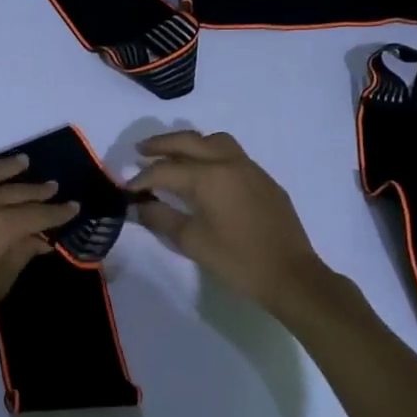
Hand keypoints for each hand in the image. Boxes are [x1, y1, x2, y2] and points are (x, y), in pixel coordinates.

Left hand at [0, 153, 78, 339]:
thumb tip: (39, 240)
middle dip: (37, 191)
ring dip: (6, 167)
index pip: (37, 215)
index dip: (57, 212)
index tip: (73, 206)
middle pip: (14, 193)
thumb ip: (20, 256)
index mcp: (0, 227)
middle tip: (53, 186)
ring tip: (23, 161)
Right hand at [129, 131, 329, 310]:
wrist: (291, 275)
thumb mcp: (192, 242)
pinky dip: (211, 154)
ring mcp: (250, 169)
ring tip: (173, 155)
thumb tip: (138, 205)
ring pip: (214, 141)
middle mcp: (228, 163)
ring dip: (190, 143)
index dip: (142, 179)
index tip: (126, 189)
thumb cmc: (237, 260)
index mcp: (208, 177)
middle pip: (189, 142)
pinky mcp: (264, 181)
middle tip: (140, 151)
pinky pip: (232, 154)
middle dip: (161, 145)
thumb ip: (161, 218)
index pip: (165, 171)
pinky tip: (206, 174)